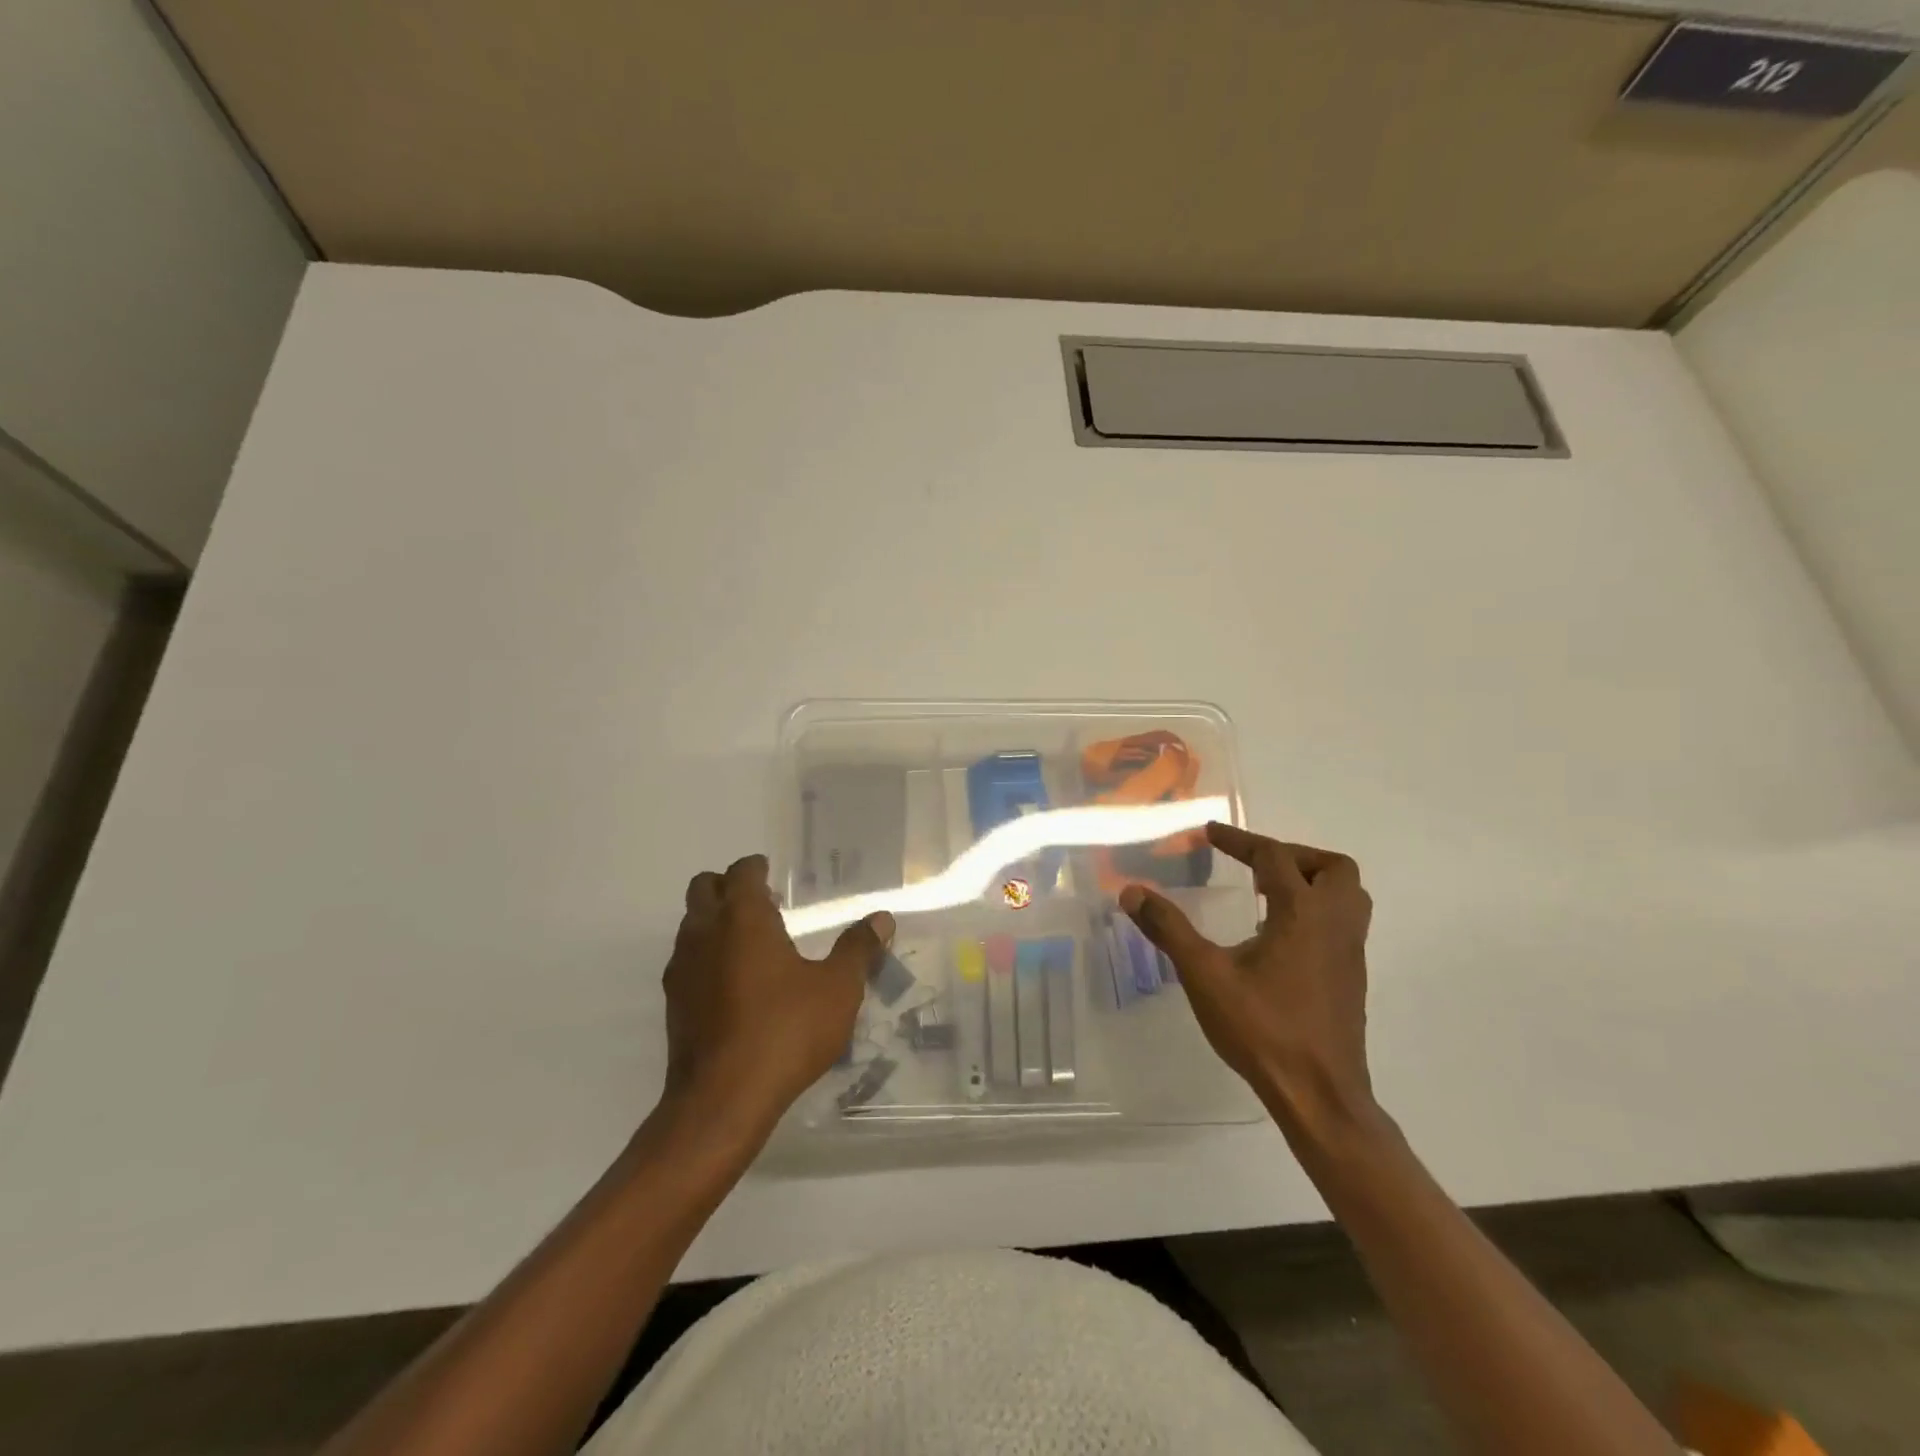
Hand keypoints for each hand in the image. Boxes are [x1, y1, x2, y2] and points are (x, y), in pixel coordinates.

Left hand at [663, 854, 894, 1135]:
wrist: (722, 1100)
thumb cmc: (786, 1031)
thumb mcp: (837, 989)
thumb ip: (858, 949)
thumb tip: (882, 919)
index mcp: (743, 918)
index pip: (741, 872)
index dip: (756, 867)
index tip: (772, 873)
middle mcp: (705, 933)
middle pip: (703, 888)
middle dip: (728, 886)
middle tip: (762, 903)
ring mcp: (682, 969)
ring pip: (690, 924)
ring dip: (714, 921)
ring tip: (752, 942)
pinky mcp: (673, 1003)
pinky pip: (687, 960)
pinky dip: (706, 956)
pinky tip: (735, 984)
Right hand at [1120, 823, 1377, 1139]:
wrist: (1319, 1095)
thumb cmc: (1262, 1029)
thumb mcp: (1205, 975)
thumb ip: (1169, 928)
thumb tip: (1131, 891)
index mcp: (1302, 913)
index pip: (1273, 856)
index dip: (1238, 840)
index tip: (1210, 832)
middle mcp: (1335, 924)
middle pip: (1332, 867)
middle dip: (1292, 854)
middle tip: (1254, 866)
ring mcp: (1350, 952)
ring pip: (1348, 895)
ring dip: (1312, 881)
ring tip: (1268, 893)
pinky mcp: (1351, 977)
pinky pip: (1343, 923)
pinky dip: (1316, 910)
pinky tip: (1279, 936)